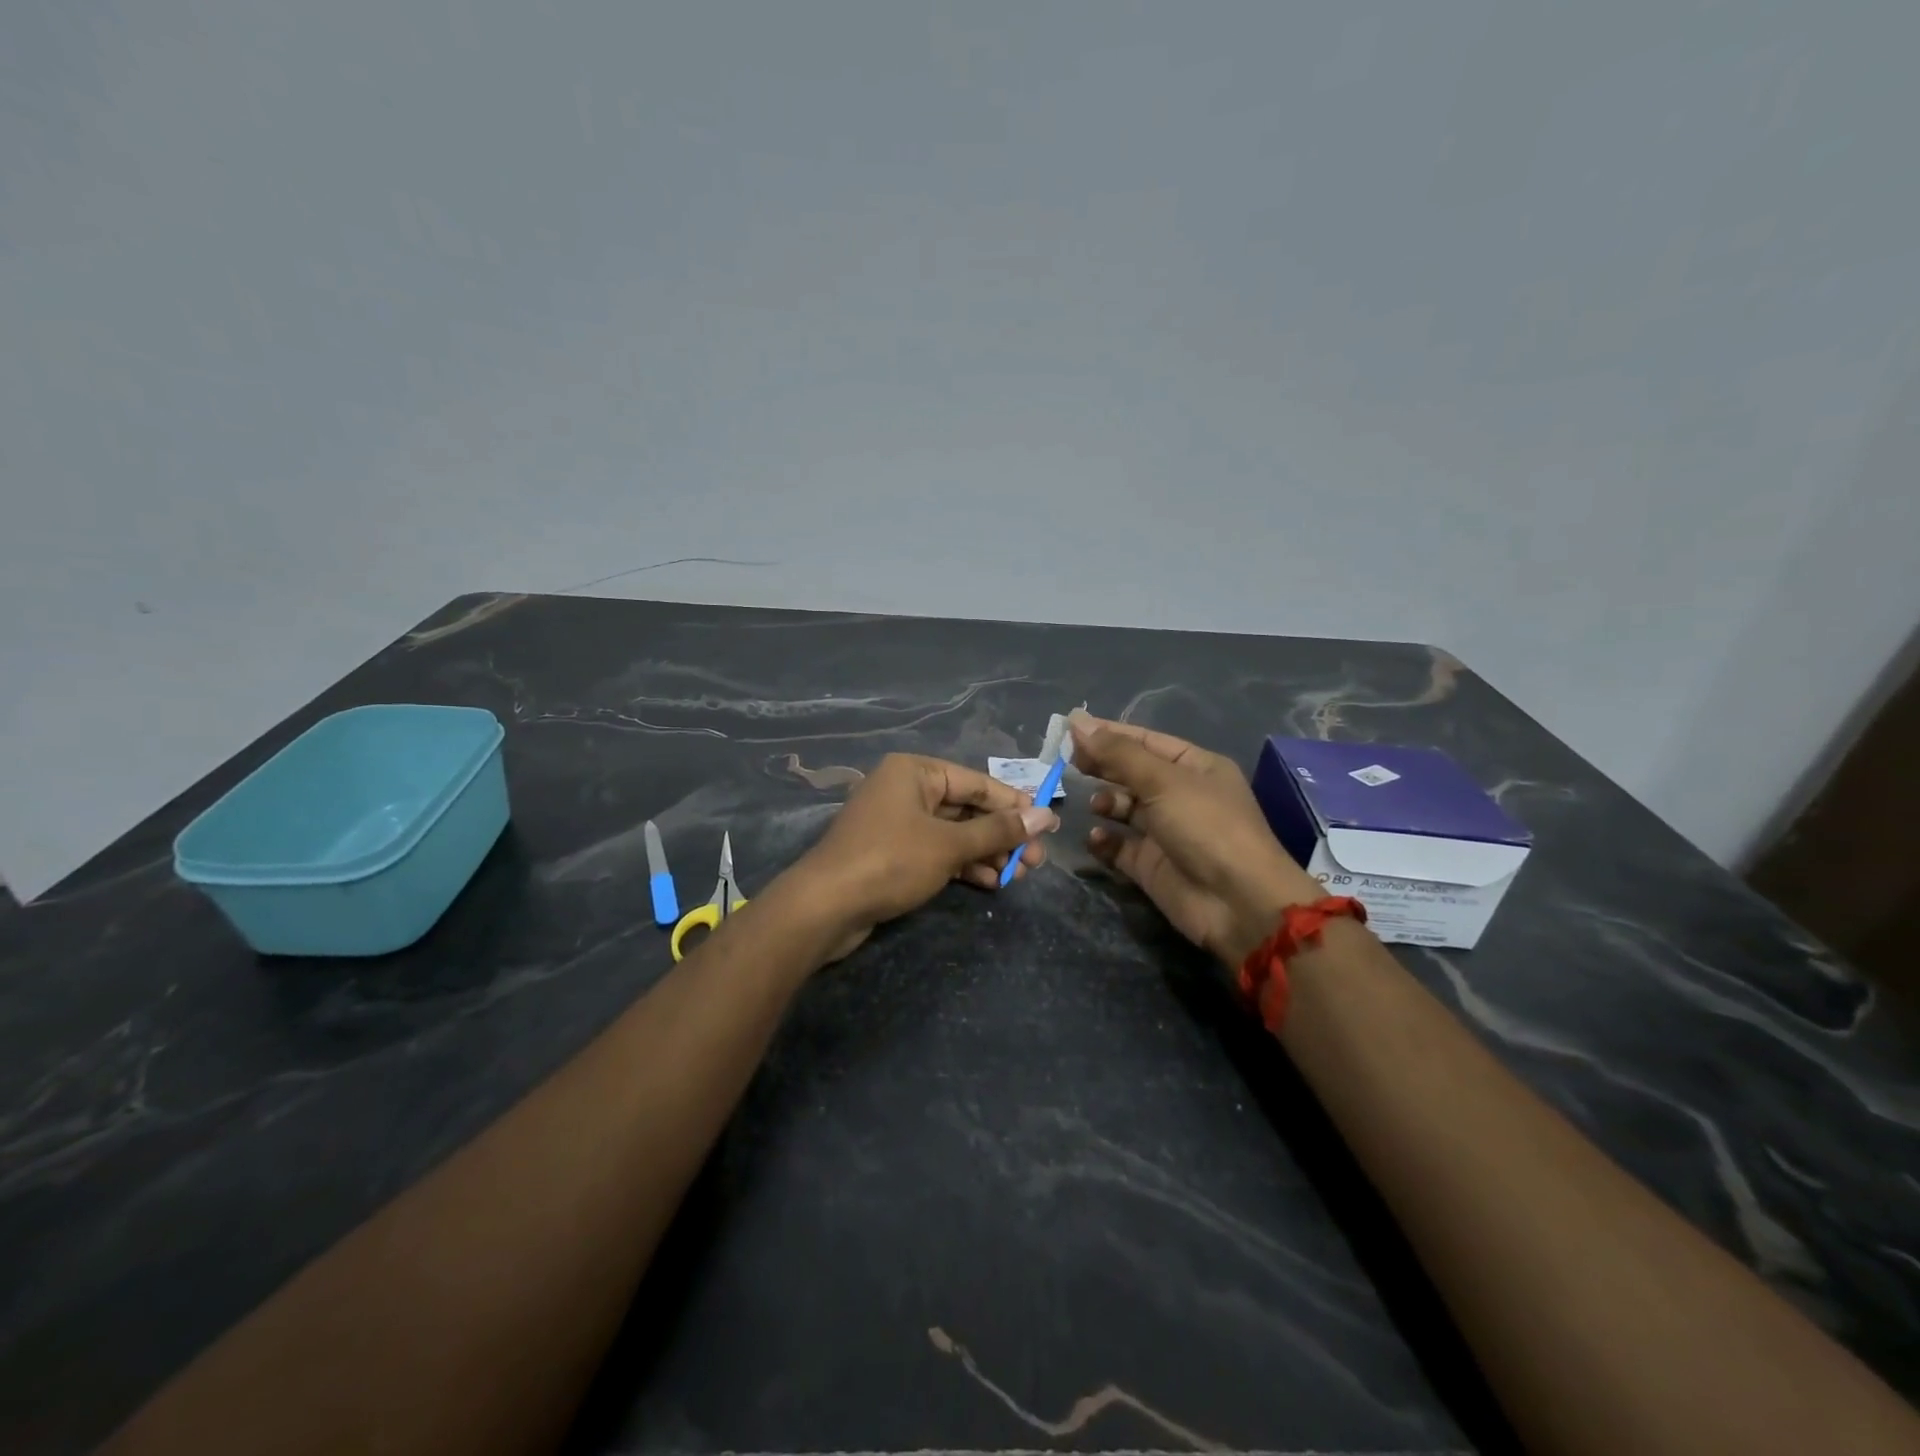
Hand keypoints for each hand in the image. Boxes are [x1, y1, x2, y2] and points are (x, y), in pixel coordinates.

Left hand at [788, 754, 1058, 960]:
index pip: (977, 783)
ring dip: (986, 853)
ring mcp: (896, 823)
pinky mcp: (891, 853)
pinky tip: (989, 883)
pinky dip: (962, 865)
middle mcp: (905, 790)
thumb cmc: (890, 861)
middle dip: (1002, 835)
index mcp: (915, 771)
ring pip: (953, 833)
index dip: (1014, 805)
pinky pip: (936, 852)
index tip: (1048, 826)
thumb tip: (1046, 816)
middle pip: (966, 808)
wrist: (824, 907)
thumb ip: (998, 830)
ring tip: (1018, 876)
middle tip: (1036, 862)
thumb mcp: (949, 845)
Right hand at [1069, 712, 1322, 967]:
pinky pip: (1120, 846)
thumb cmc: (1206, 827)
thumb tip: (1077, 722)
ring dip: (1104, 803)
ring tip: (1092, 805)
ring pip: (1125, 809)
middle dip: (1102, 766)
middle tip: (1067, 763)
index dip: (1109, 734)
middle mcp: (1181, 795)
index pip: (1145, 741)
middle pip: (1132, 773)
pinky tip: (1096, 838)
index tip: (1069, 729)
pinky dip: (1105, 841)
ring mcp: (1166, 832)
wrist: (1238, 902)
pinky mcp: (1152, 865)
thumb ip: (1117, 753)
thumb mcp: (1163, 781)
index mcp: (1195, 767)